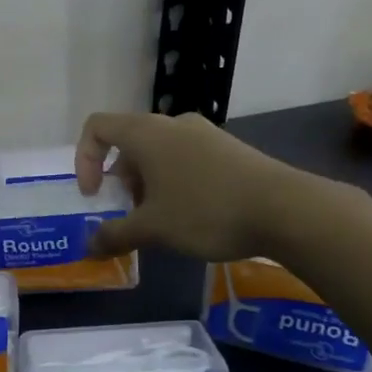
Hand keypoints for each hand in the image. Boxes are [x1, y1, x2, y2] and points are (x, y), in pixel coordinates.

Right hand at [74, 111, 334, 262]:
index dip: (84, 159)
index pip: (97, 127)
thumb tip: (89, 247)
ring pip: (159, 152)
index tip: (95, 196)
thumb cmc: (206, 211)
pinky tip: (193, 216)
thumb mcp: (153, 229)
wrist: (287, 209)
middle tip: (131, 214)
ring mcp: (205, 134)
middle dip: (121, 180)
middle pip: (129, 142)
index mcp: (146, 133)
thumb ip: (115, 235)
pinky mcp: (229, 149)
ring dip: (148, 184)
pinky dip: (175, 182)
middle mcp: (173, 125)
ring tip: (162, 221)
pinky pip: (187, 159)